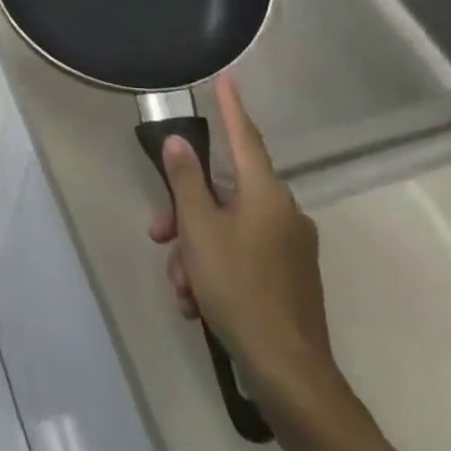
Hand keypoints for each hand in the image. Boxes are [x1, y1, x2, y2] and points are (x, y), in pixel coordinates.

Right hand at [146, 78, 337, 400]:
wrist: (289, 373)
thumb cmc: (239, 289)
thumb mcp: (200, 231)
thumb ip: (186, 182)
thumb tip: (180, 142)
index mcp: (267, 195)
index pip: (244, 137)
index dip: (231, 107)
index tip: (227, 77)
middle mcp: (283, 213)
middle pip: (222, 193)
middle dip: (185, 213)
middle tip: (160, 237)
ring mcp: (290, 247)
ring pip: (227, 228)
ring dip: (195, 250)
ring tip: (181, 288)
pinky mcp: (289, 276)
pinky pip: (241, 254)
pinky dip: (214, 268)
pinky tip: (197, 302)